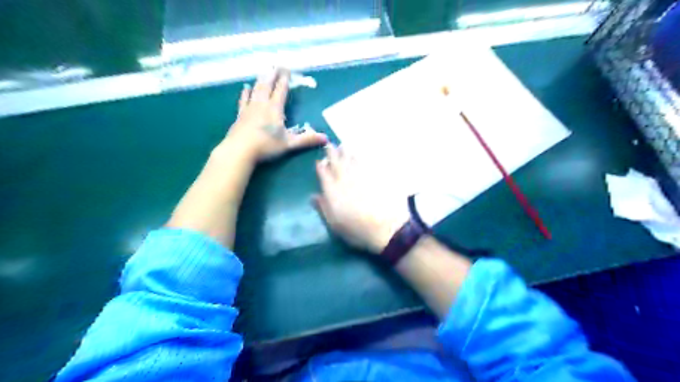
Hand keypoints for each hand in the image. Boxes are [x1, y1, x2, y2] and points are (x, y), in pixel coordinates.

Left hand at [225, 67, 327, 161]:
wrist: (240, 150)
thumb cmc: (266, 146)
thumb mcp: (289, 144)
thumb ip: (307, 140)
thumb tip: (326, 138)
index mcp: (275, 109)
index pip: (281, 91)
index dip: (285, 80)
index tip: (287, 69)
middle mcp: (262, 104)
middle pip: (267, 86)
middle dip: (273, 75)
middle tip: (276, 65)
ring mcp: (249, 108)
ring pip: (256, 90)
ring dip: (260, 80)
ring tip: (263, 71)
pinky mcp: (240, 115)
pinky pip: (244, 100)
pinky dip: (245, 93)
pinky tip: (245, 88)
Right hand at [313, 145, 407, 255]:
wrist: (387, 227)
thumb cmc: (357, 230)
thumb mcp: (335, 224)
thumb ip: (323, 208)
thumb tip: (313, 196)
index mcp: (333, 190)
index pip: (324, 173)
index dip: (320, 166)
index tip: (319, 161)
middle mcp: (346, 179)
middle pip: (337, 162)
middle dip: (332, 153)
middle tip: (330, 145)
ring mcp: (362, 175)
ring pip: (352, 159)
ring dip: (346, 152)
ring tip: (343, 146)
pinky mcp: (377, 175)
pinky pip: (367, 162)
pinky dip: (362, 157)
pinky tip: (361, 155)